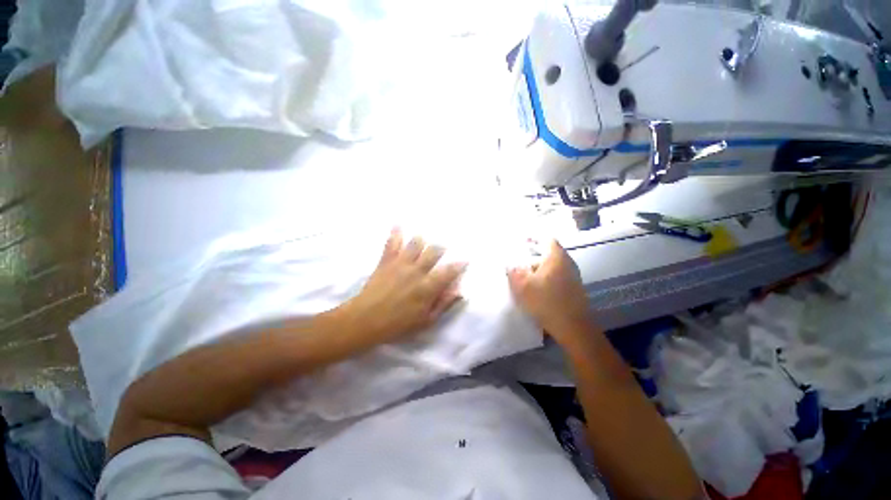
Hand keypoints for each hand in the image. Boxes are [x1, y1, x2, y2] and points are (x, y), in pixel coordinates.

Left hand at [341, 228, 466, 344]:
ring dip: (421, 239)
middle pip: (434, 251)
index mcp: (428, 286)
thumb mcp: (426, 320)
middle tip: (442, 248)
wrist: (366, 320)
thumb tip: (458, 291)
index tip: (464, 260)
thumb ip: (443, 304)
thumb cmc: (398, 324)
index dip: (459, 265)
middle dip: (441, 248)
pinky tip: (397, 225)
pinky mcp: (386, 261)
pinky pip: (392, 243)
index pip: (448, 271)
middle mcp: (417, 270)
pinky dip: (396, 233)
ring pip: (415, 243)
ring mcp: (401, 263)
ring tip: (423, 238)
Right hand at [507, 240, 591, 341]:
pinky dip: (545, 278)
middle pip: (548, 253)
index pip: (546, 239)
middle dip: (532, 257)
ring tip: (524, 278)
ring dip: (538, 269)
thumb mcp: (523, 286)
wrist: (573, 327)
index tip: (521, 242)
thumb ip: (513, 272)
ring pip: (552, 266)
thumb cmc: (546, 301)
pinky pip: (556, 276)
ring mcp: (572, 276)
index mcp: (556, 257)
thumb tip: (510, 265)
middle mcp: (567, 263)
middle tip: (518, 263)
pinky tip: (536, 289)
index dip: (533, 238)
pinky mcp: (573, 288)